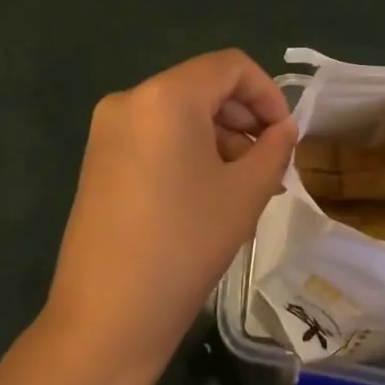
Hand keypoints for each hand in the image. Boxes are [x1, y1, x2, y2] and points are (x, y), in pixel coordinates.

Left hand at [43, 50, 296, 380]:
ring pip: (180, 113)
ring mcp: (108, 128)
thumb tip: (284, 128)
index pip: (231, 66)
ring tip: (245, 186)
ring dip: (219, 137)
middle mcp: (130, 98)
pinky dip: (188, 150)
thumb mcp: (245, 193)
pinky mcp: (98, 158)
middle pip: (203, 87)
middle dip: (244, 119)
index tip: (286, 136)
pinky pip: (156, 135)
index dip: (268, 93)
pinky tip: (208, 192)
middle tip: (271, 165)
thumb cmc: (185, 245)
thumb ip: (274, 148)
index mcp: (166, 95)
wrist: (106, 318)